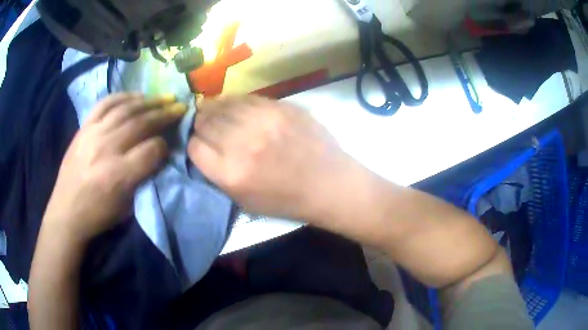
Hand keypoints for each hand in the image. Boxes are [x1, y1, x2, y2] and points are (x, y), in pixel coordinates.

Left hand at [43, 93, 186, 241]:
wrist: (66, 211)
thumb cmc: (98, 215)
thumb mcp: (127, 207)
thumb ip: (142, 178)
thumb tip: (157, 155)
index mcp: (118, 175)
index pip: (151, 150)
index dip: (165, 145)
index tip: (169, 145)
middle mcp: (106, 149)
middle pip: (141, 123)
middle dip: (164, 114)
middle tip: (178, 108)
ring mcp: (93, 134)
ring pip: (125, 108)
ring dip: (147, 101)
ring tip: (162, 98)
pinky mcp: (84, 127)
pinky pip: (105, 103)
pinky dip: (122, 96)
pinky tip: (135, 96)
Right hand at [188, 96, 357, 221]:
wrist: (328, 183)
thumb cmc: (286, 200)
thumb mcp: (244, 201)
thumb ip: (218, 175)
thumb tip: (203, 148)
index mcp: (230, 173)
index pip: (193, 147)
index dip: (194, 145)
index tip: (200, 145)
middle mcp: (241, 143)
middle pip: (204, 122)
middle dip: (201, 124)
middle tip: (206, 126)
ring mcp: (262, 120)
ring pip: (221, 104)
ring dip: (215, 109)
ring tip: (217, 113)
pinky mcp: (279, 106)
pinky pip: (245, 97)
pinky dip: (235, 102)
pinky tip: (236, 107)